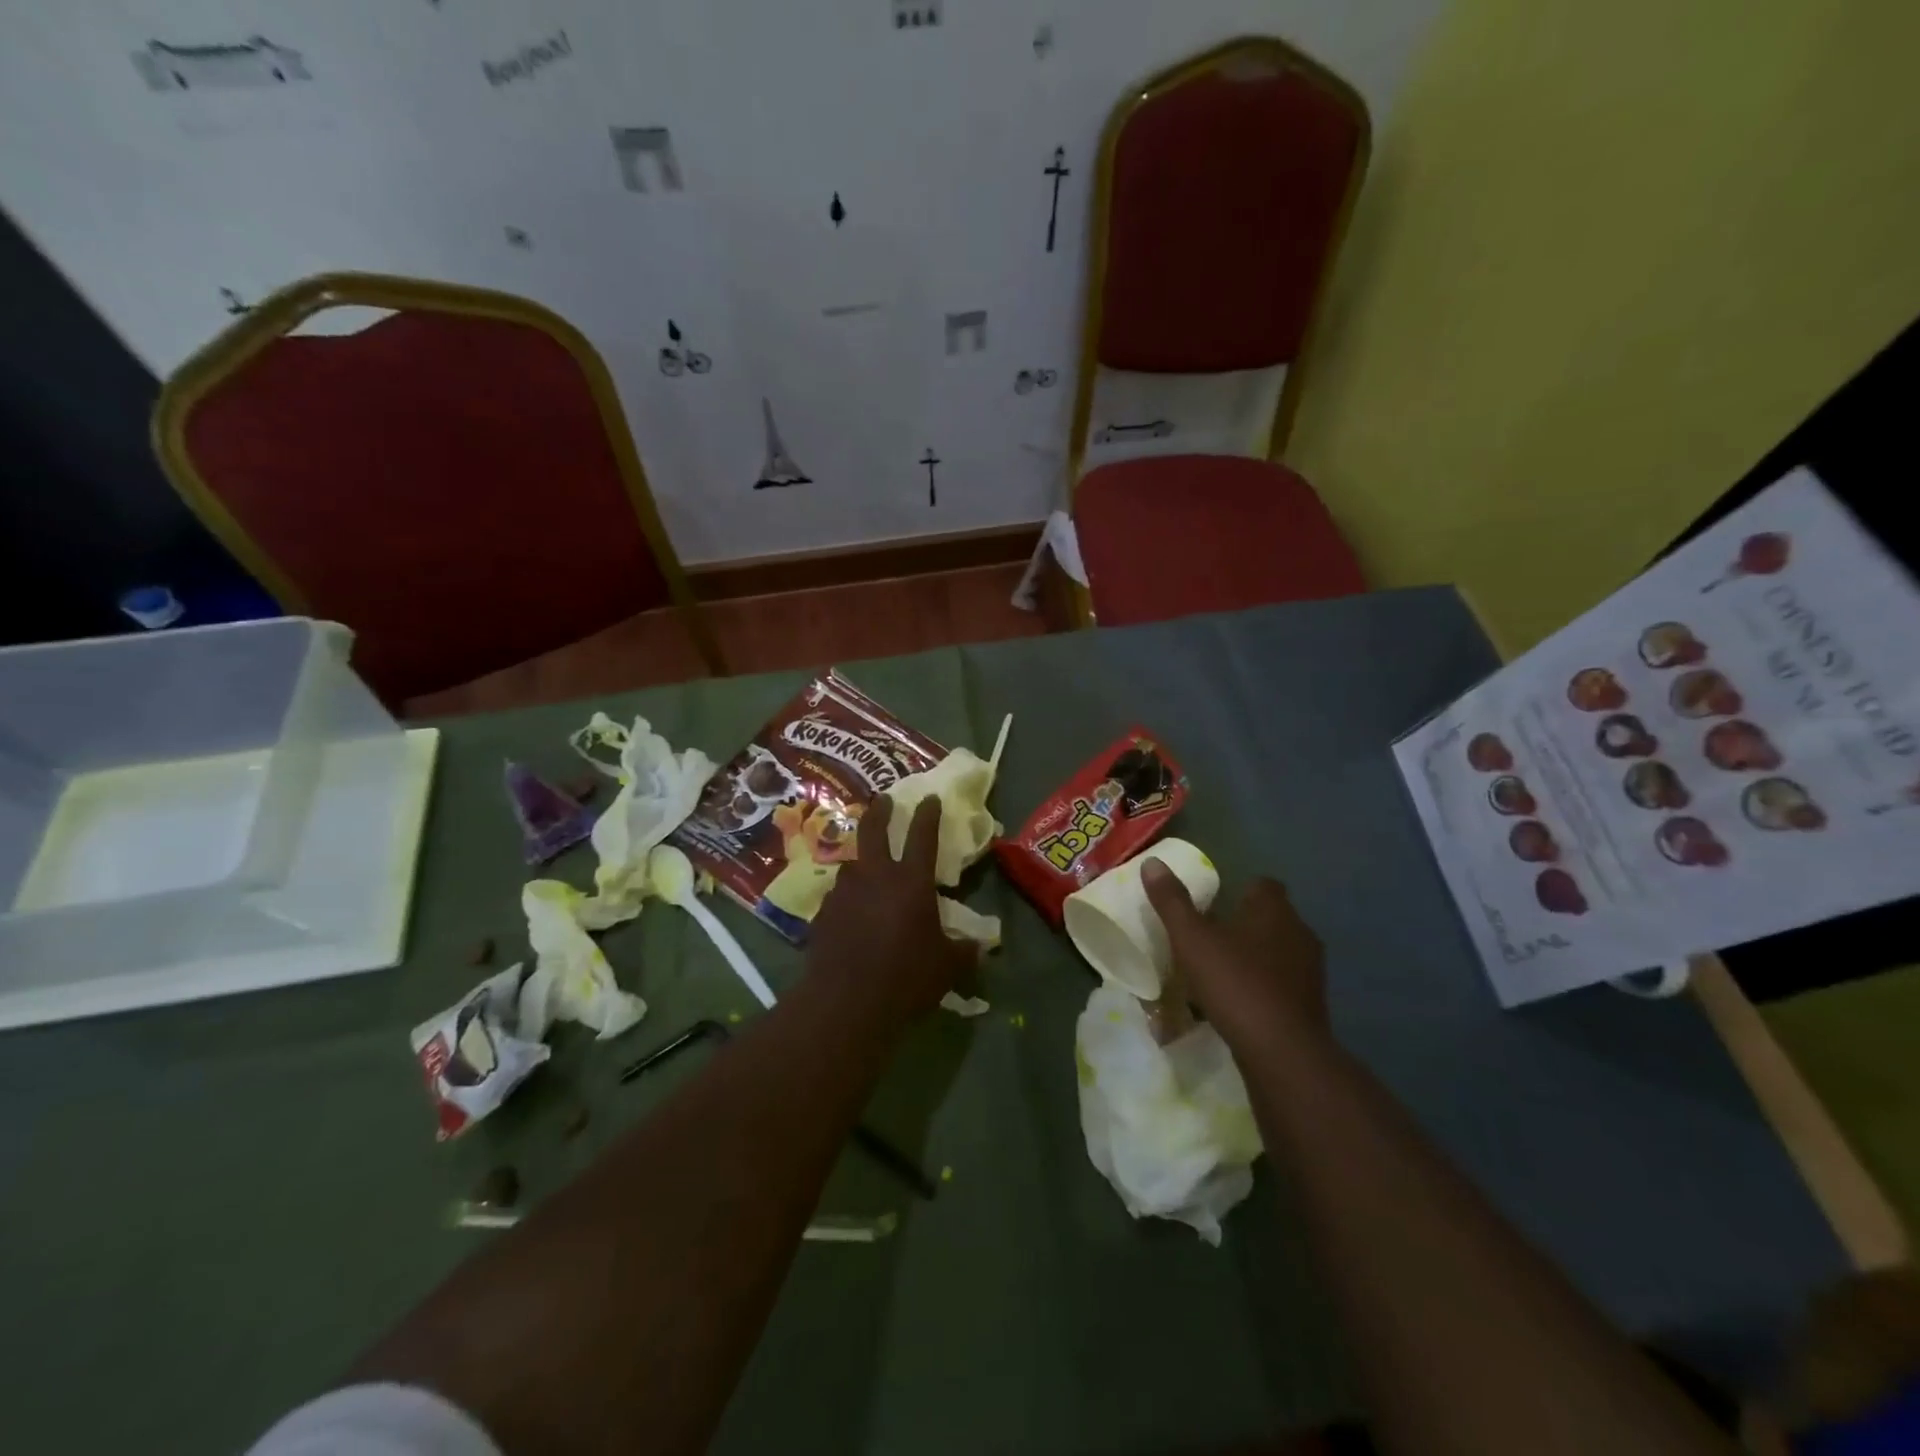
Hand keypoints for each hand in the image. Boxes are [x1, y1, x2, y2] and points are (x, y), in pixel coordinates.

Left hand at [806, 796, 972, 1028]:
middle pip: (874, 830)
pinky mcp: (823, 914)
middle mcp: (875, 876)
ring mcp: (844, 892)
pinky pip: (838, 895)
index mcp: (911, 882)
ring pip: (851, 863)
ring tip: (866, 868)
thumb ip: (964, 951)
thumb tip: (981, 947)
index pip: (922, 836)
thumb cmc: (906, 978)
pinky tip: (850, 911)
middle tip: (883, 800)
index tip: (929, 797)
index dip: (928, 814)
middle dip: (880, 811)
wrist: (847, 1002)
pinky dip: (847, 896)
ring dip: (861, 860)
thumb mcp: (947, 967)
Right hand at [1142, 862, 1327, 1052]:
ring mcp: (1310, 970)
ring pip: (1278, 951)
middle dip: (1244, 924)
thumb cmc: (1235, 984)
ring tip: (1221, 971)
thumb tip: (1152, 863)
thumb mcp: (1192, 940)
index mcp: (1273, 910)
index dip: (1239, 890)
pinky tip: (1240, 1002)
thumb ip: (1172, 902)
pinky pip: (1283, 983)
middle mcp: (1299, 932)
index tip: (1213, 904)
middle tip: (1210, 937)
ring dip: (1254, 957)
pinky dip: (1263, 986)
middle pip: (1271, 918)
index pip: (1262, 885)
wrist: (1283, 1052)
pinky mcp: (1311, 1003)